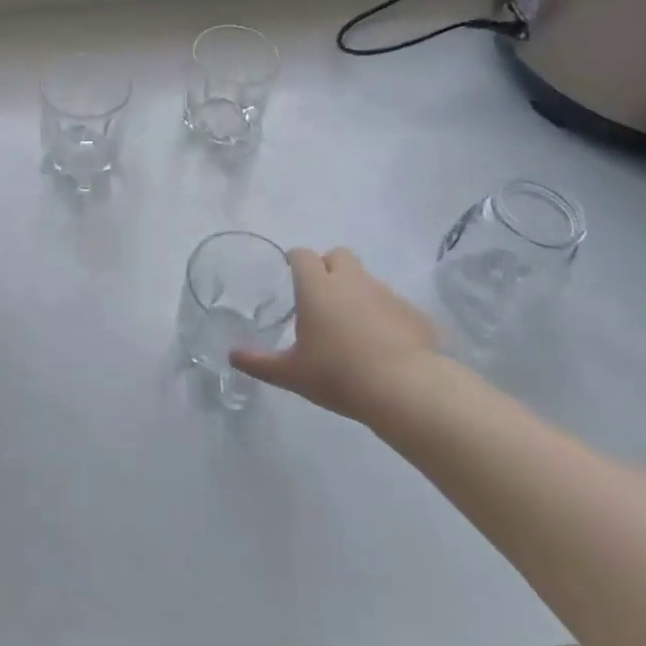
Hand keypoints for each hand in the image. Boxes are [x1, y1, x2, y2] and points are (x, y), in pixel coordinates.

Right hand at [230, 247, 440, 423]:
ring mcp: (386, 294)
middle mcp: (352, 281)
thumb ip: (259, 363)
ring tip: (352, 327)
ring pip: (367, 280)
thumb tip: (232, 356)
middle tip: (321, 298)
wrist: (404, 390)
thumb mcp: (291, 374)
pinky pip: (394, 306)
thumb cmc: (338, 375)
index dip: (294, 261)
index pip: (301, 255)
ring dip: (357, 293)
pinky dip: (386, 317)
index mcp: (317, 287)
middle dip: (329, 268)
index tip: (288, 275)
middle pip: (338, 255)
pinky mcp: (414, 313)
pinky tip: (385, 345)